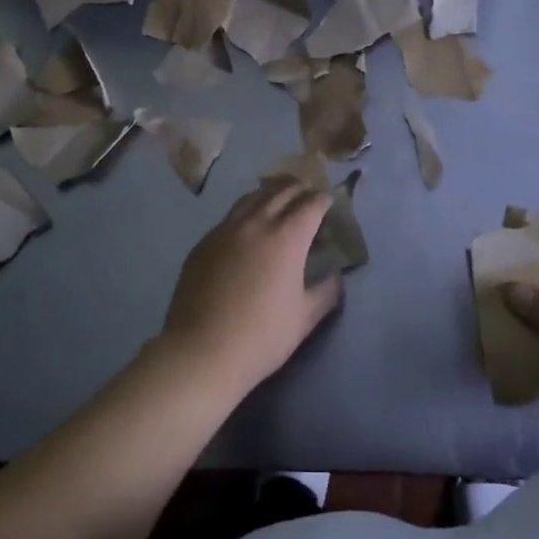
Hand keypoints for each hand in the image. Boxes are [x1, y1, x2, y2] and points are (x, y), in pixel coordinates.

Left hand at [157, 179, 342, 393]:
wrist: (202, 350)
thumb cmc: (262, 336)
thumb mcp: (305, 317)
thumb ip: (326, 291)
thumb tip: (335, 276)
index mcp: (286, 238)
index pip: (310, 204)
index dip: (323, 200)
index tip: (328, 202)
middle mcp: (256, 224)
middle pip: (281, 191)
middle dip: (299, 188)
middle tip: (308, 194)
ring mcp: (224, 230)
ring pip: (251, 198)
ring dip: (270, 194)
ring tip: (278, 200)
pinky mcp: (203, 243)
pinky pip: (229, 217)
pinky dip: (246, 213)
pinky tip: (247, 229)